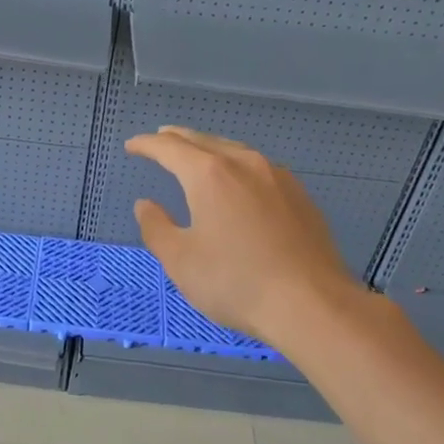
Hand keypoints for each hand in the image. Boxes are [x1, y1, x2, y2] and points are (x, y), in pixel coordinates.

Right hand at [128, 126, 363, 348]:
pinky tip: (238, 182)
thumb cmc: (235, 282)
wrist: (312, 304)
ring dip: (210, 149)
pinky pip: (258, 169)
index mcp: (210, 174)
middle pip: (204, 141)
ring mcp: (278, 178)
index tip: (131, 146)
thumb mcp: (180, 260)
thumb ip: (156, 228)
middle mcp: (245, 164)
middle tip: (160, 139)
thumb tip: (145, 205)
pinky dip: (236, 166)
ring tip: (196, 156)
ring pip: (235, 151)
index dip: (147, 145)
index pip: (170, 148)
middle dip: (178, 139)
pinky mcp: (300, 196)